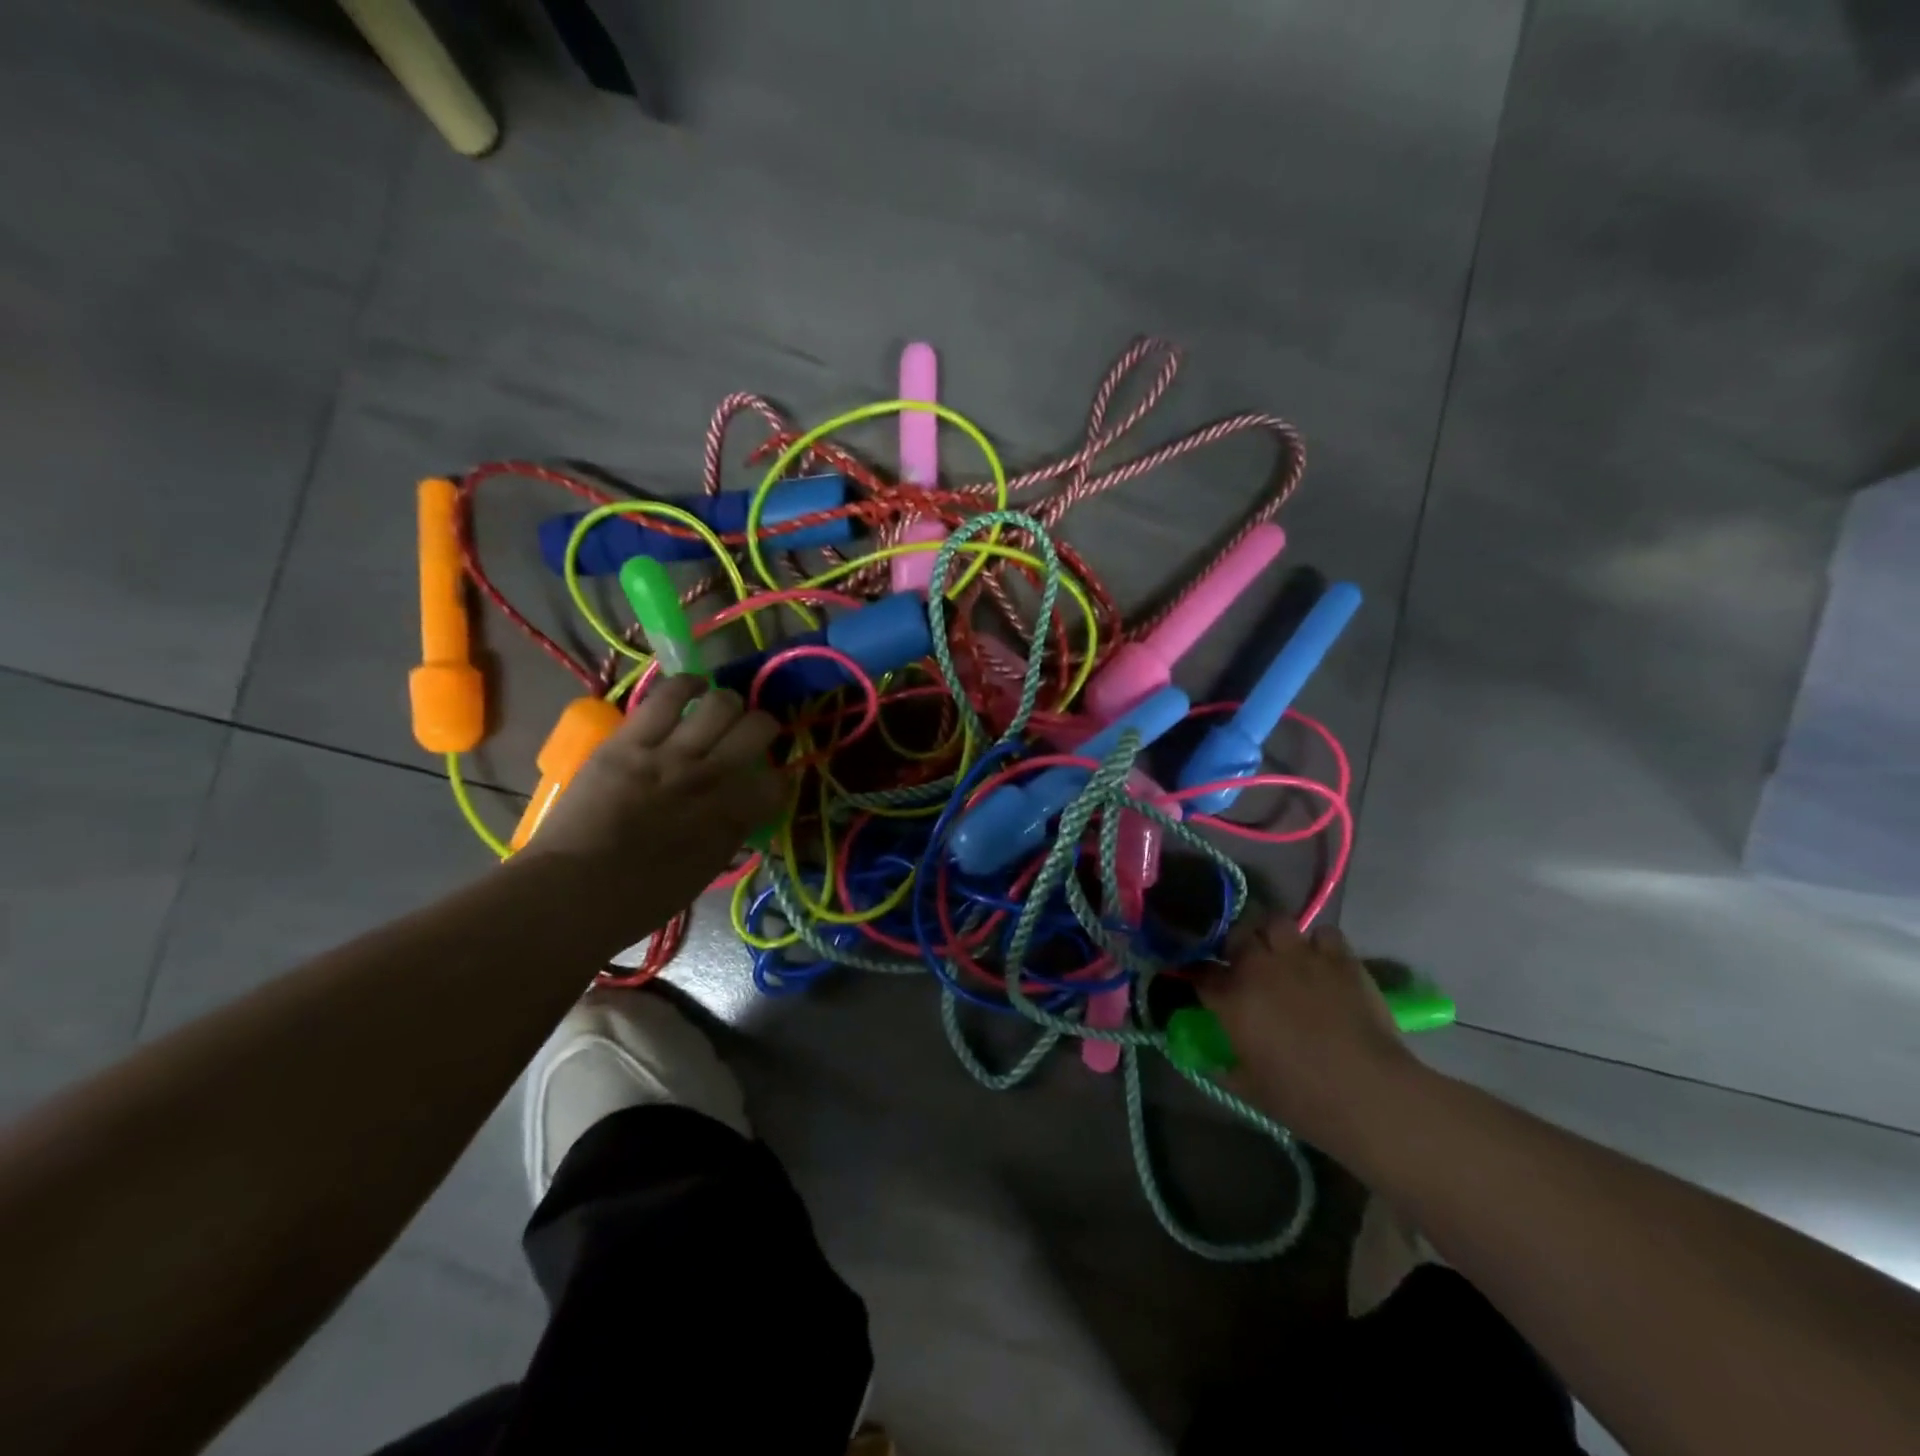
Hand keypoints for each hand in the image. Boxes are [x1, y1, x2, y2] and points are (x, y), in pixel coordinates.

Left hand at [520, 676, 785, 914]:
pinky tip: (691, 687)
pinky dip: (686, 685)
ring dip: (727, 704)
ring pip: (720, 704)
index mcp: (733, 816)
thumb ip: (728, 833)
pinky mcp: (630, 741)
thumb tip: (739, 811)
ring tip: (720, 708)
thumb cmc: (641, 899)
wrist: (574, 892)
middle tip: (751, 733)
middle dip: (763, 727)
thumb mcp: (705, 870)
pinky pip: (667, 697)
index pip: (778, 780)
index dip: (777, 778)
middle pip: (759, 728)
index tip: (767, 780)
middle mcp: (712, 778)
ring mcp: (671, 755)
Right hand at [1198, 915, 1419, 1146]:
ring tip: (1283, 953)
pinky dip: (1320, 944)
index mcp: (1231, 997)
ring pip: (1276, 922)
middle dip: (1237, 946)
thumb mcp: (1250, 1089)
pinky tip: (1324, 961)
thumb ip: (1225, 1070)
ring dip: (1275, 935)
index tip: (1207, 985)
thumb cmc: (1302, 1098)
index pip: (1202, 972)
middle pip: (1237, 935)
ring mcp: (1300, 957)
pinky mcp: (1339, 959)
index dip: (1203, 976)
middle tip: (1246, 964)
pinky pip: (1324, 934)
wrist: (1367, 1092)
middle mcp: (1259, 967)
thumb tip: (1213, 1063)